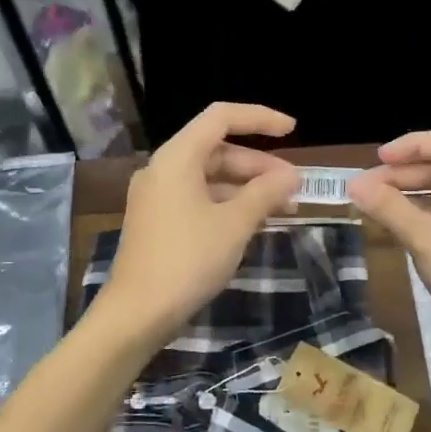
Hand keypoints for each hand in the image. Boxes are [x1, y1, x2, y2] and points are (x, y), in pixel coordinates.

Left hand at [100, 103, 300, 341]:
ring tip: (284, 208)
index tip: (293, 130)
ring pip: (210, 178)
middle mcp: (163, 169)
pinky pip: (200, 199)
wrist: (137, 314)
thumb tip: (291, 176)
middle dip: (259, 165)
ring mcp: (158, 197)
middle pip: (218, 150)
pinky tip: (255, 223)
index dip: (259, 118)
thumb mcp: (235, 224)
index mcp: (177, 158)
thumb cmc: (188, 260)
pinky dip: (229, 205)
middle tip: (294, 187)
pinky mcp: (159, 222)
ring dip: (247, 188)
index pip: (221, 117)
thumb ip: (265, 193)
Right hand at [347, 131, 430, 374]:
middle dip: (403, 174)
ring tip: (370, 203)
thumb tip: (354, 185)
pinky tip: (390, 226)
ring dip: (406, 196)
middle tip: (364, 187)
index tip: (378, 159)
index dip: (413, 145)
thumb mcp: (428, 239)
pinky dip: (415, 218)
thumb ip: (390, 208)